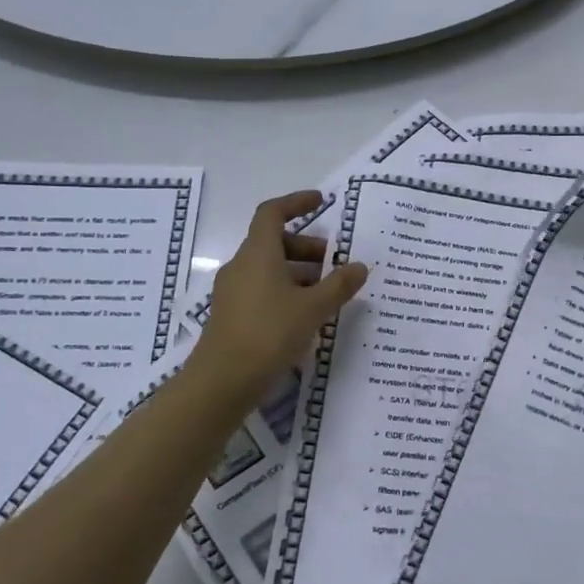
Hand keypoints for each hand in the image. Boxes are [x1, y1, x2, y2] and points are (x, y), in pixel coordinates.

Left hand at [196, 191, 368, 397]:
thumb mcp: (313, 308)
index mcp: (258, 253)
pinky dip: (287, 292)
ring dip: (299, 272)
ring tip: (327, 293)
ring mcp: (234, 291)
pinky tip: (307, 316)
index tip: (321, 202)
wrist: (223, 381)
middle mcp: (242, 266)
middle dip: (307, 247)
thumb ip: (339, 285)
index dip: (296, 202)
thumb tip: (359, 266)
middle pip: (274, 243)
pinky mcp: (233, 315)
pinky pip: (263, 290)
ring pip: (270, 269)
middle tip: (335, 263)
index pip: (272, 213)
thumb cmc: (269, 333)